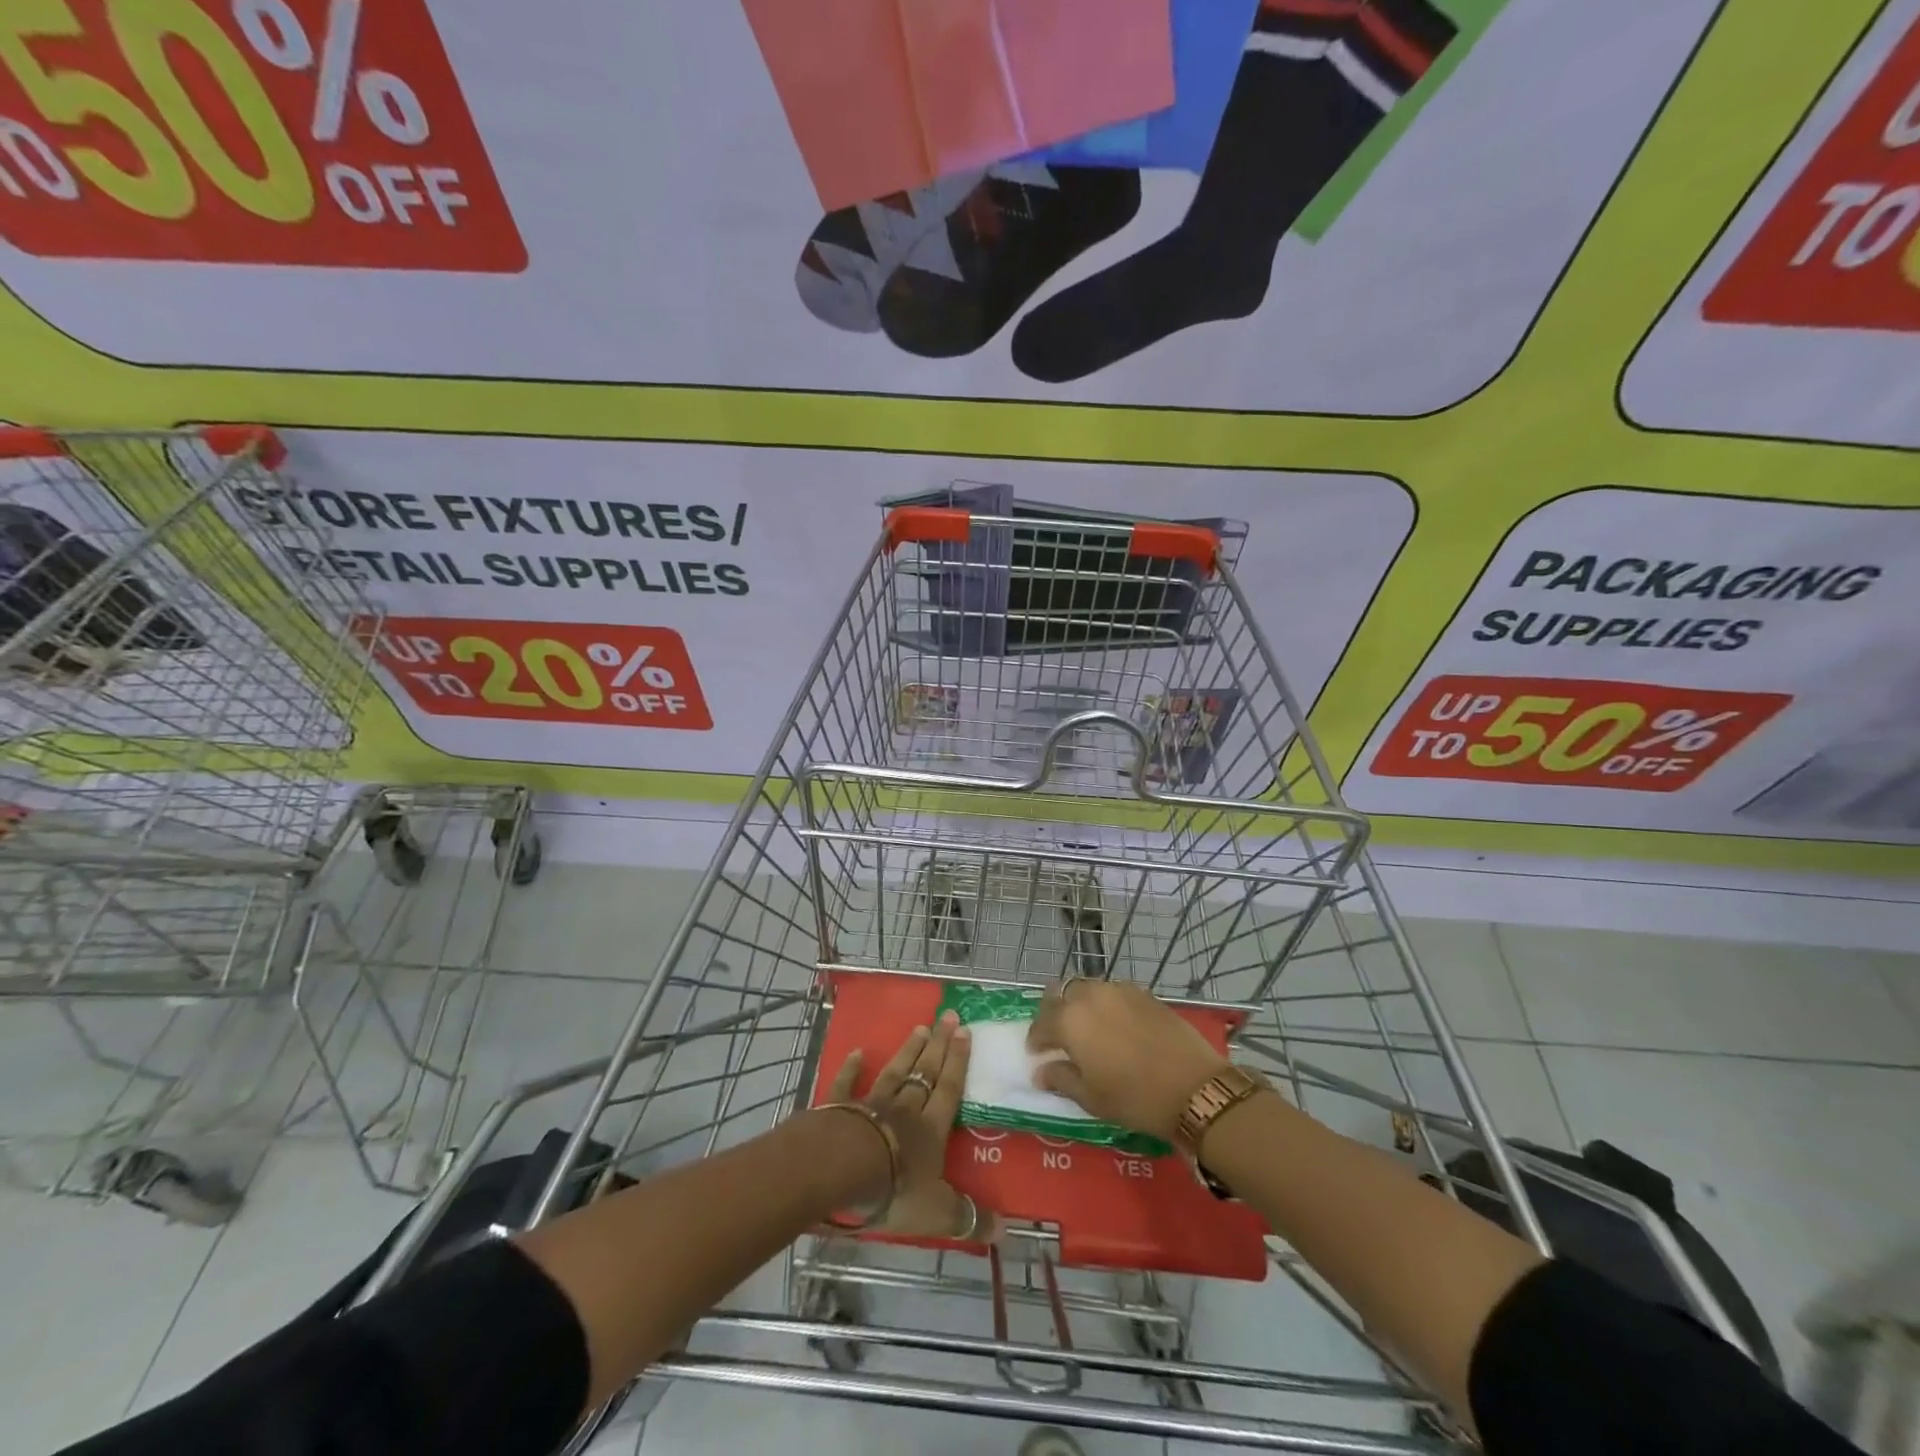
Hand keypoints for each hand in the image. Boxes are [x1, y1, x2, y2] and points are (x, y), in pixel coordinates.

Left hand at [824, 1012, 996, 1241]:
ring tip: (919, 1028)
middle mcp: (905, 1109)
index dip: (958, 1061)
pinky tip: (857, 1052)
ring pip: (894, 1072)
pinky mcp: (840, 1108)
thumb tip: (1005, 1231)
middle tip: (948, 1016)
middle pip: (924, 1072)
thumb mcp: (937, 1212)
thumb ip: (968, 1218)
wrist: (842, 1169)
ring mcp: (871, 1104)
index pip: (949, 1089)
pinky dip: (852, 1069)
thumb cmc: (894, 1189)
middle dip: (938, 1045)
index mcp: (930, 1129)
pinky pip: (847, 1085)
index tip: (965, 1031)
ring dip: (907, 1051)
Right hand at [1026, 979, 1228, 1142]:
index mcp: (1070, 1020)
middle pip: (1062, 994)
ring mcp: (1119, 990)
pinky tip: (1115, 1026)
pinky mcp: (1143, 993)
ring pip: (1088, 989)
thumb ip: (1060, 1079)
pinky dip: (1105, 1004)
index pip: (1041, 1023)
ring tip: (1088, 1029)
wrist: (1194, 1087)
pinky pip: (1113, 992)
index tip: (1037, 1054)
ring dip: (1080, 1005)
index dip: (1036, 1039)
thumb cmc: (1135, 1098)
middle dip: (1056, 1013)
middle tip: (1059, 1037)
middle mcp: (1090, 995)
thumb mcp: (1091, 1097)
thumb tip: (1040, 1071)